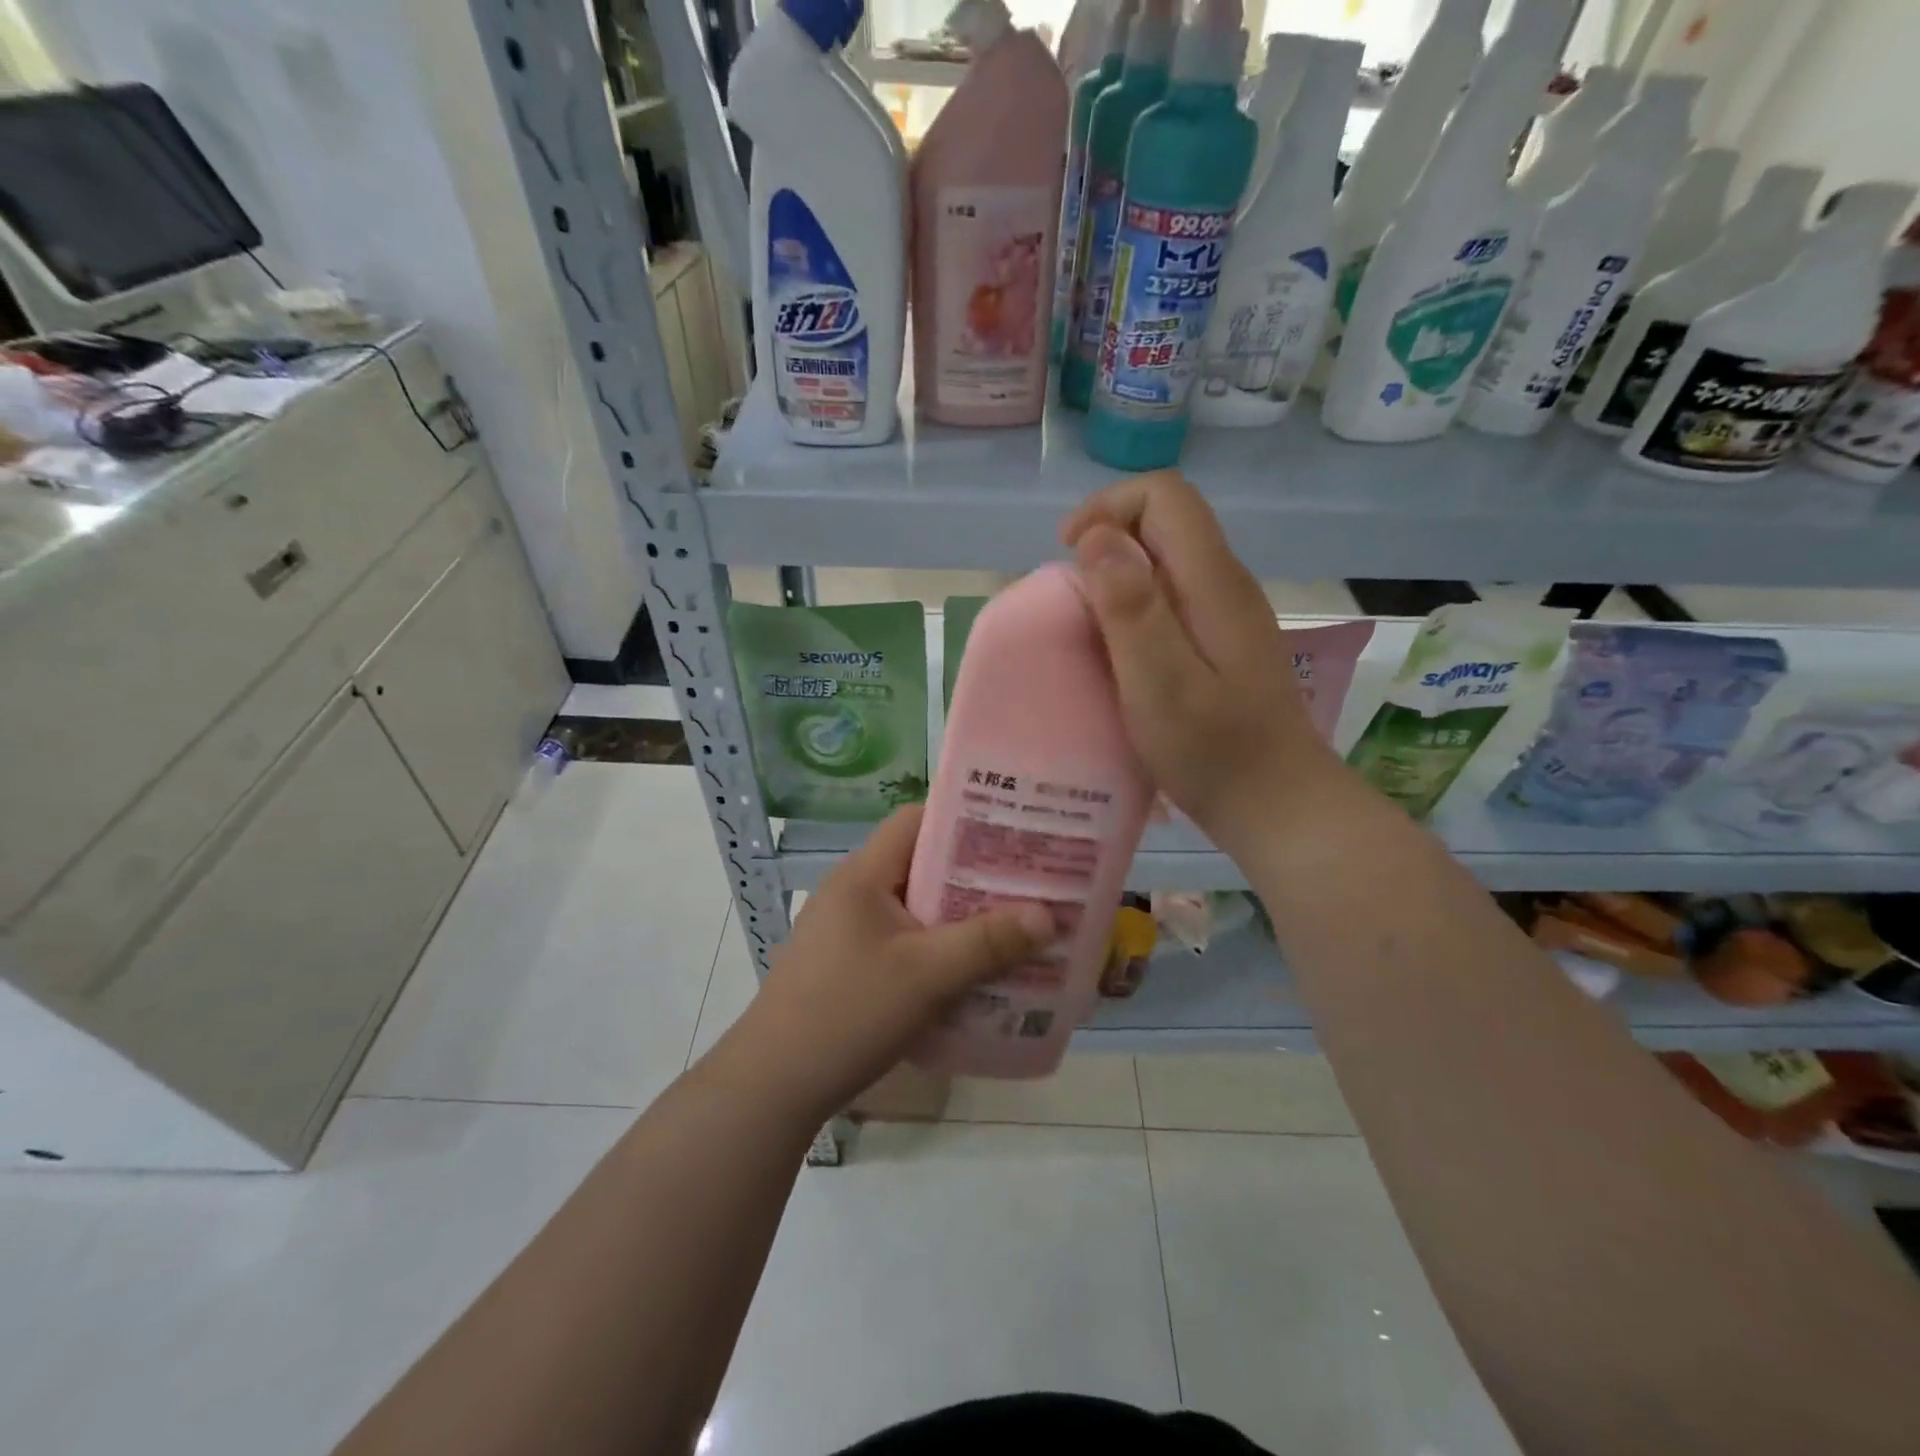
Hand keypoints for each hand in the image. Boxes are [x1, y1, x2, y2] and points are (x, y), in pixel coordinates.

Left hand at [727, 806, 1052, 1118]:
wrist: (773, 1086)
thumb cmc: (848, 1012)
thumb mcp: (927, 975)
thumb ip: (988, 942)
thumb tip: (1048, 915)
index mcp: (862, 875)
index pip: (915, 821)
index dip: (963, 819)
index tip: (1013, 832)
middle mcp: (853, 892)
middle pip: (920, 865)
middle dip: (974, 874)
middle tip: (1026, 884)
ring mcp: (847, 931)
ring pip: (914, 908)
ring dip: (959, 916)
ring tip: (1011, 926)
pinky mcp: (848, 965)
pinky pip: (903, 941)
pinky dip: (938, 948)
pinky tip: (970, 972)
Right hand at [1061, 471, 1339, 849]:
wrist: (1277, 805)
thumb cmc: (1214, 752)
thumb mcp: (1160, 683)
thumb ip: (1130, 607)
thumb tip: (1098, 536)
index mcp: (1213, 583)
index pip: (1165, 496)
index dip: (1109, 508)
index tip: (1071, 556)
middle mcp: (1226, 584)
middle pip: (1166, 521)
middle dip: (1108, 542)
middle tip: (1074, 602)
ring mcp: (1229, 613)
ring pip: (1167, 560)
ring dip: (1118, 577)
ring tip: (1090, 629)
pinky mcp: (1224, 641)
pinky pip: (1173, 596)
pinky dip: (1135, 607)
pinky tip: (1121, 654)